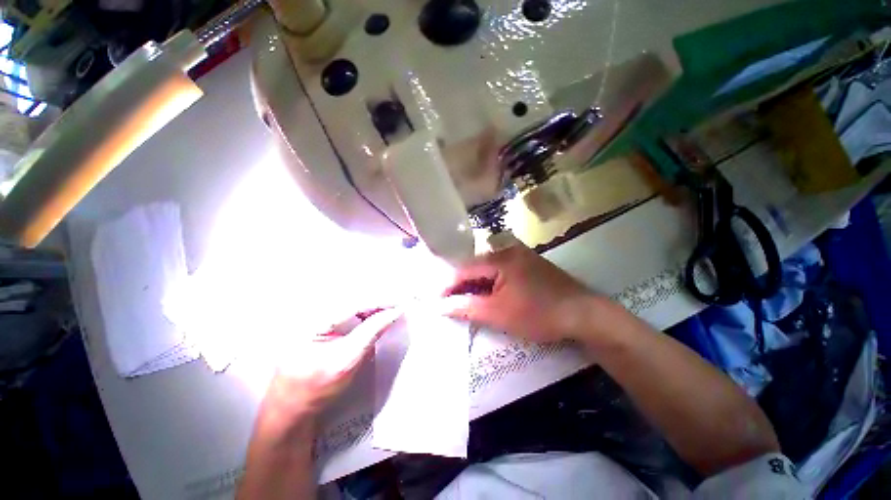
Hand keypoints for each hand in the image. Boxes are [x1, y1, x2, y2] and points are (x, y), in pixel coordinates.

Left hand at [256, 309, 400, 436]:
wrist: (293, 407)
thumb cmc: (317, 388)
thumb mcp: (347, 360)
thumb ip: (372, 332)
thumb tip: (395, 312)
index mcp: (311, 320)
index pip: (353, 302)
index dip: (379, 301)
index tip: (400, 304)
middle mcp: (310, 311)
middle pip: (352, 296)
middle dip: (377, 299)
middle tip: (397, 305)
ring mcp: (312, 315)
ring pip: (350, 300)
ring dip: (371, 304)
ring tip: (389, 309)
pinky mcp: (318, 321)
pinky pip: (345, 309)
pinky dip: (363, 310)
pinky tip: (373, 315)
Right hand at [445, 243, 597, 342]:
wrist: (585, 314)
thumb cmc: (539, 313)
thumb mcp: (498, 313)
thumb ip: (466, 307)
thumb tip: (440, 306)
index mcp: (498, 257)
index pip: (463, 269)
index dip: (447, 285)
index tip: (436, 301)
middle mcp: (507, 249)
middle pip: (474, 266)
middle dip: (460, 285)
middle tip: (450, 304)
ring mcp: (519, 255)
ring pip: (486, 269)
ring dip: (474, 285)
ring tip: (465, 302)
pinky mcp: (527, 263)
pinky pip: (499, 270)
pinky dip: (489, 283)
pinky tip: (487, 295)